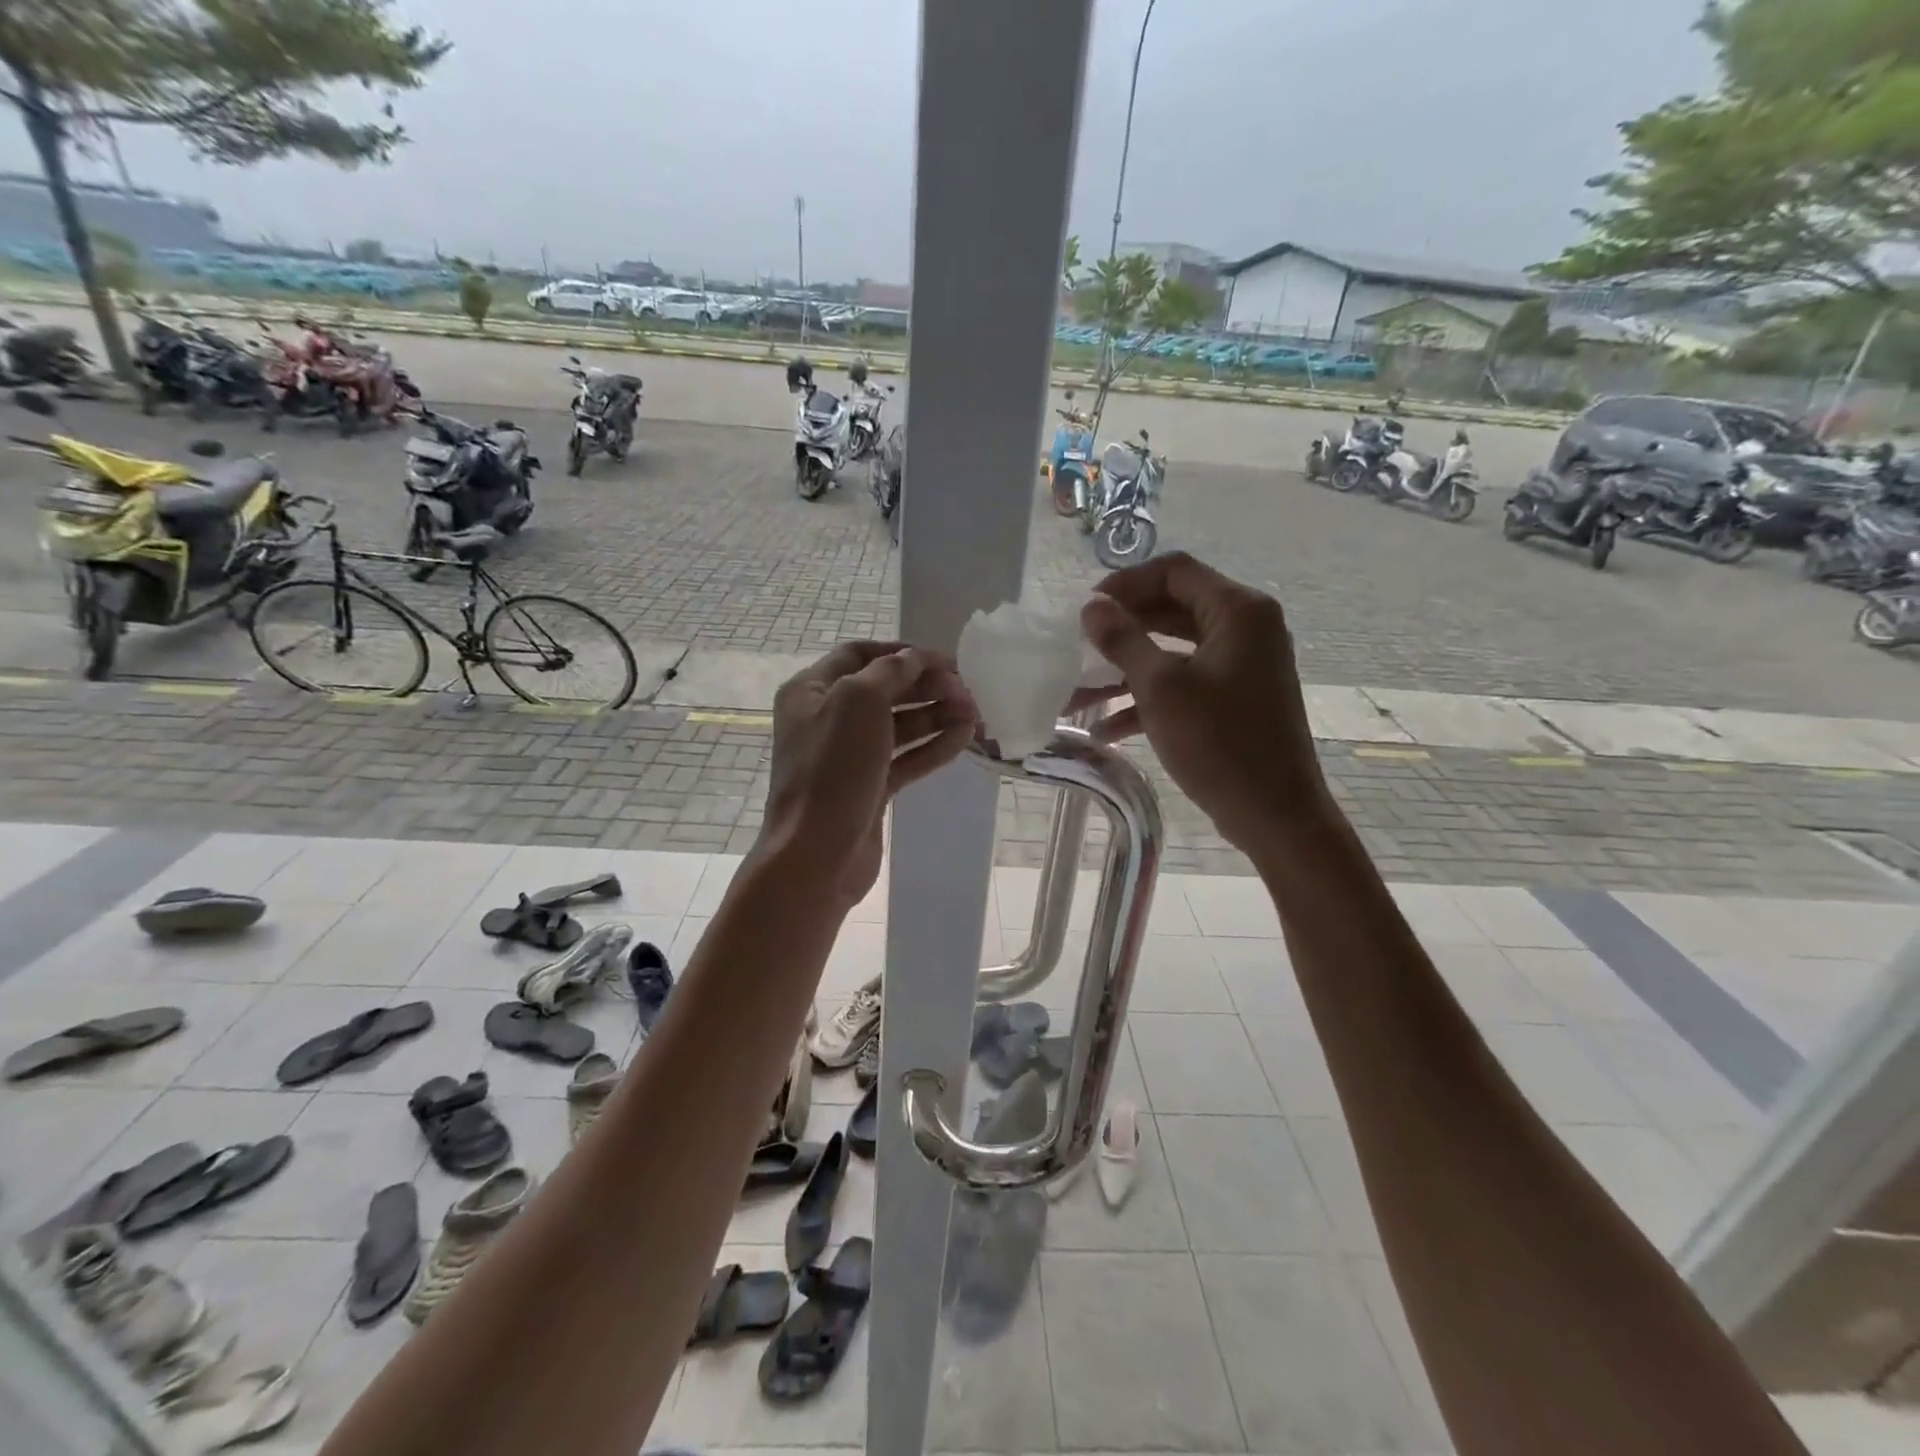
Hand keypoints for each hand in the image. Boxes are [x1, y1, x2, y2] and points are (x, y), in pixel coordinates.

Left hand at [763, 642, 977, 905]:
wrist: (817, 853)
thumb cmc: (833, 768)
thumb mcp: (858, 702)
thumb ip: (890, 672)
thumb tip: (914, 658)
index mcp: (811, 690)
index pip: (860, 655)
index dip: (902, 653)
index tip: (944, 660)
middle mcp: (826, 718)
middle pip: (883, 690)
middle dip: (926, 686)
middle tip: (967, 690)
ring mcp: (848, 756)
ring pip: (898, 726)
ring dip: (935, 716)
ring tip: (975, 714)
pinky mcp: (868, 788)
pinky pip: (904, 759)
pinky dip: (932, 747)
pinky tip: (964, 739)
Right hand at [1077, 553, 1329, 854]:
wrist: (1275, 815)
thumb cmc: (1219, 743)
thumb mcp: (1161, 689)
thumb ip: (1123, 640)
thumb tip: (1091, 607)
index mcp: (1238, 611)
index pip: (1174, 571)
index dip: (1126, 583)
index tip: (1087, 609)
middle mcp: (1246, 628)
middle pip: (1172, 609)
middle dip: (1122, 629)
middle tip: (1080, 645)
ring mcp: (1242, 665)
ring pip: (1173, 651)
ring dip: (1126, 670)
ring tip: (1078, 694)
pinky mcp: (1235, 698)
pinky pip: (1186, 682)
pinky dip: (1149, 698)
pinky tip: (1106, 729)